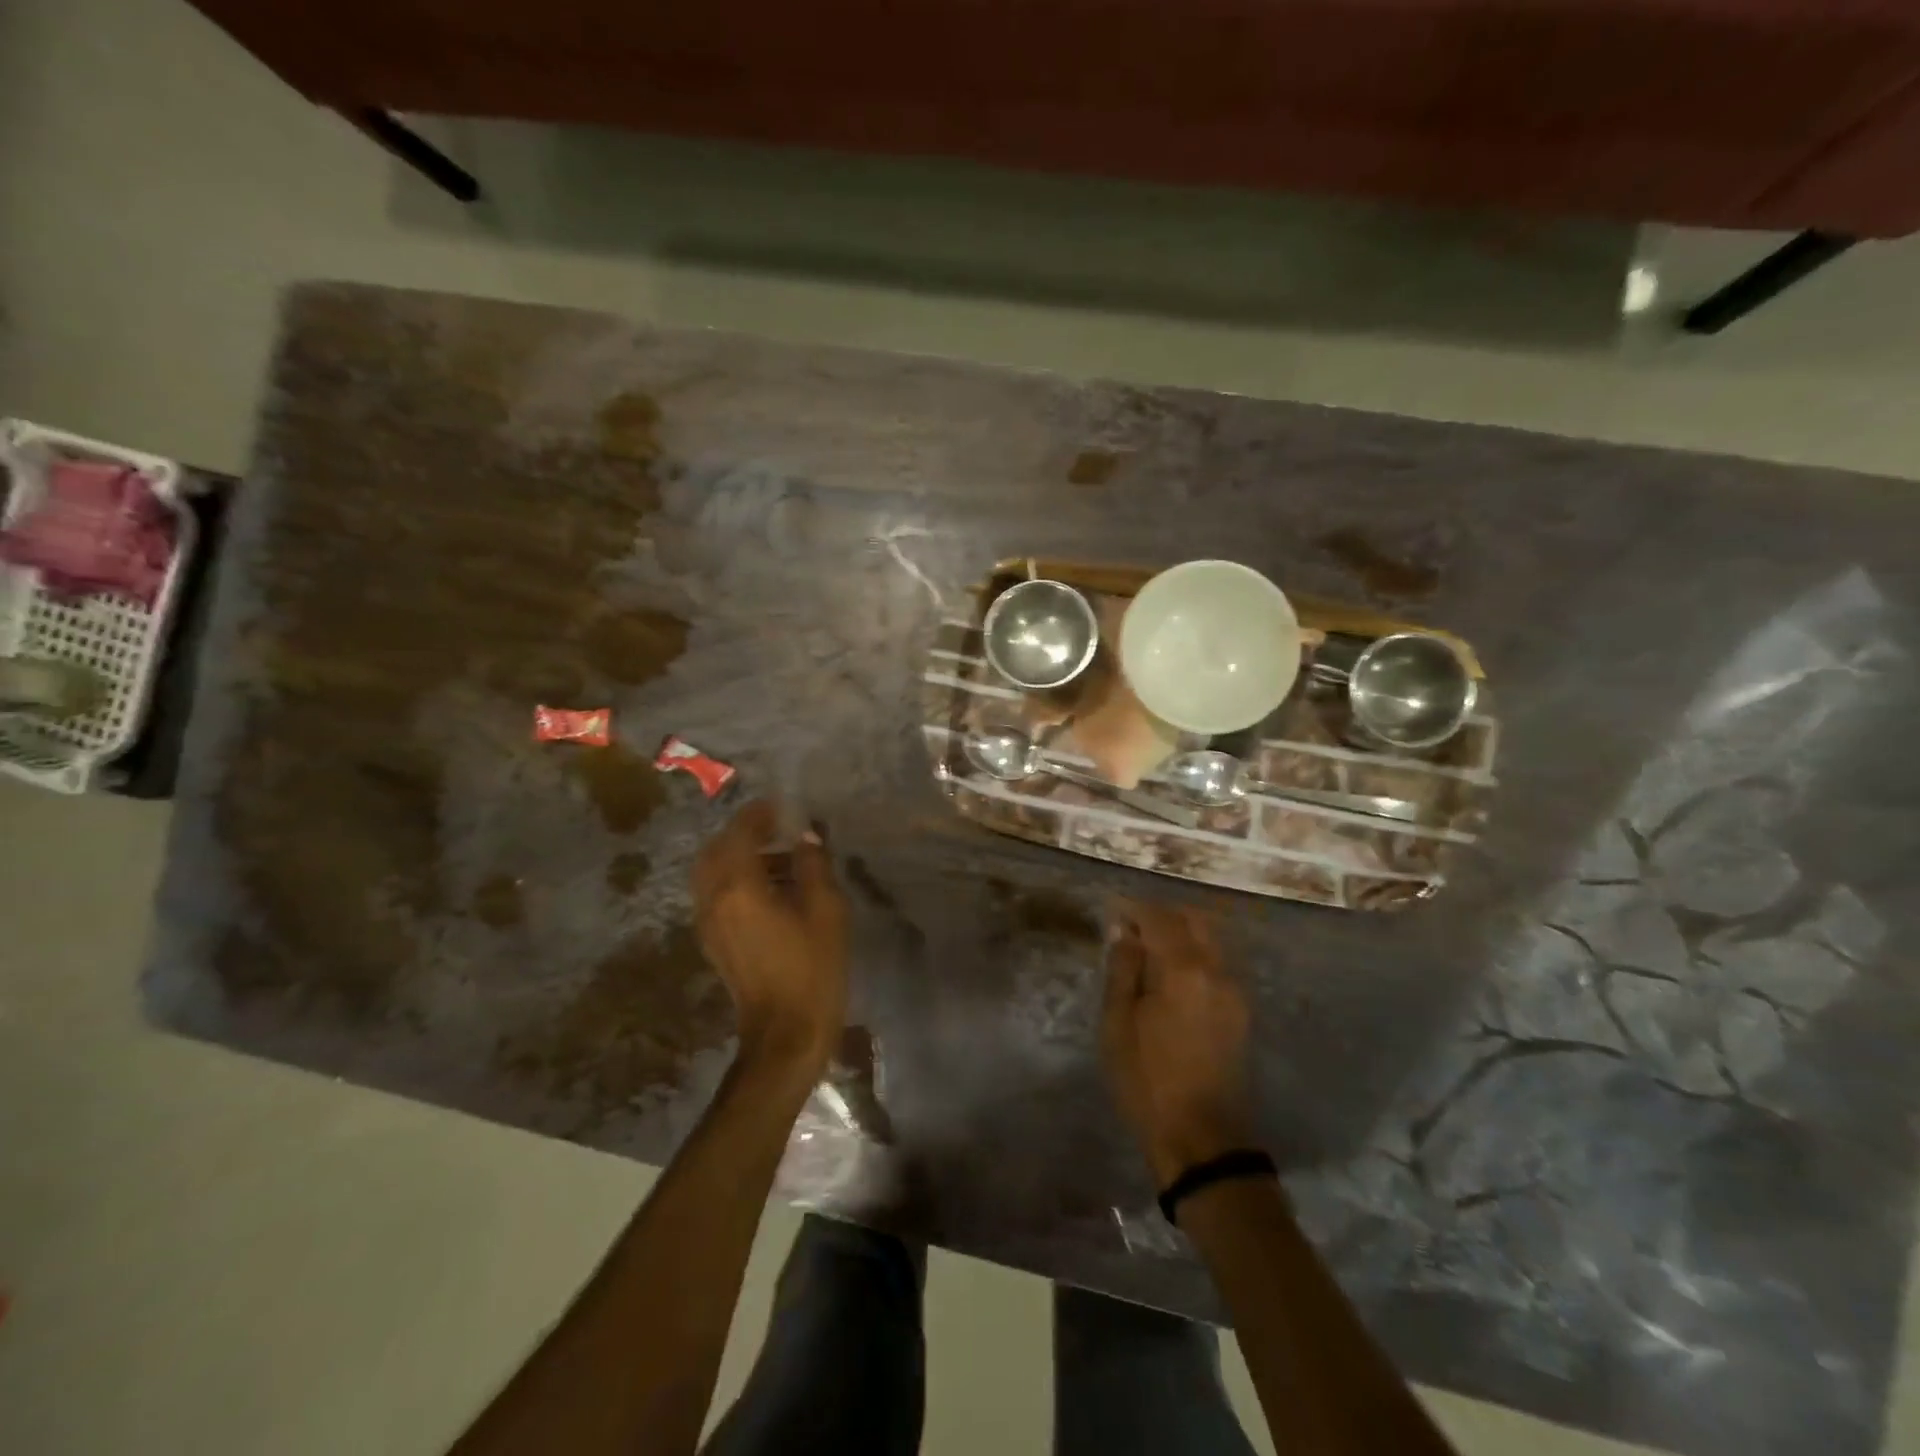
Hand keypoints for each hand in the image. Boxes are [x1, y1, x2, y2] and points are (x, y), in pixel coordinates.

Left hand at [693, 800, 848, 1073]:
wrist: (785, 1035)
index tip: (784, 807)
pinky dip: (736, 880)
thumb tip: (806, 836)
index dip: (760, 814)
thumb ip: (814, 865)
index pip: (739, 832)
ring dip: (740, 856)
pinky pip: (717, 894)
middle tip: (779, 829)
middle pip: (717, 849)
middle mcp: (713, 899)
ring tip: (782, 859)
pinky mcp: (714, 942)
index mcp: (739, 887)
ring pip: (713, 872)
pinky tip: (771, 890)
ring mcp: (708, 923)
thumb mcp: (826, 911)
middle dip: (744, 833)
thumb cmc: (812, 969)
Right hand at [1102, 899, 1253, 1186]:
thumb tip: (1126, 933)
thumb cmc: (1148, 1080)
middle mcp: (1217, 970)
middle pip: (1193, 920)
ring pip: (1209, 940)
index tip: (1112, 909)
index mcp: (1184, 970)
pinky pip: (1216, 964)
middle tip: (1131, 927)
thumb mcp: (1119, 1024)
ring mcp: (1234, 991)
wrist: (1202, 1139)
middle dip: (1162, 915)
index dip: (1134, 908)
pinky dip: (1193, 955)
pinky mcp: (1240, 1012)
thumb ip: (1123, 970)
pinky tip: (1170, 976)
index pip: (1159, 918)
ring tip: (1148, 951)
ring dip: (1180, 934)